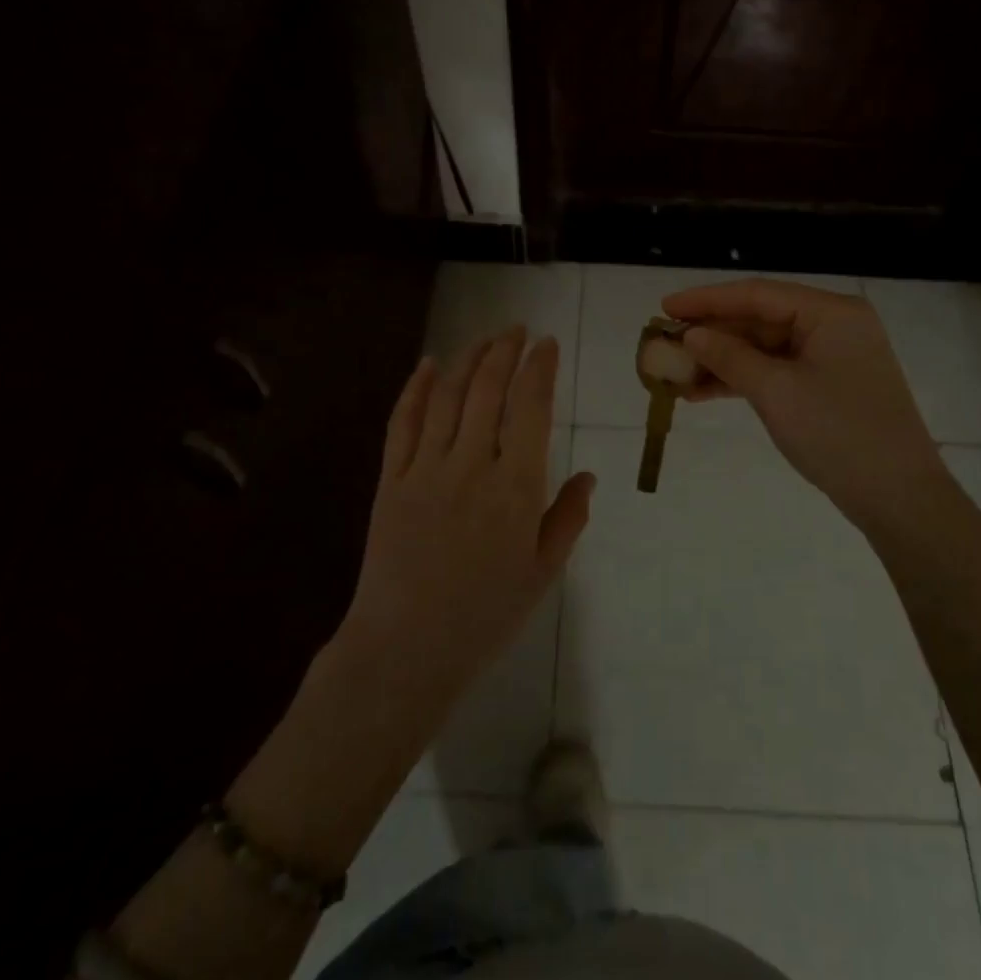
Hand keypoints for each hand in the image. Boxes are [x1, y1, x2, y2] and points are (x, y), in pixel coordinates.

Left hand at [337, 327, 596, 719]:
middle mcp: (472, 465)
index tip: (548, 344)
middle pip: (488, 389)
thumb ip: (567, 518)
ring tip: (484, 340)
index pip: (531, 408)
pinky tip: (427, 365)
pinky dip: (415, 388)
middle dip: (505, 351)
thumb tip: (589, 476)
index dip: (540, 368)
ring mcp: (426, 469)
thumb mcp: (543, 572)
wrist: (407, 648)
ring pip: (447, 396)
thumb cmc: (485, 615)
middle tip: (517, 331)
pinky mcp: (391, 479)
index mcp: (516, 487)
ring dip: (467, 359)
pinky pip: (402, 422)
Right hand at [662, 280, 944, 533]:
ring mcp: (831, 357)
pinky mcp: (826, 386)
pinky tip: (702, 392)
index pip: (758, 294)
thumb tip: (690, 335)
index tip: (664, 306)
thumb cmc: (838, 434)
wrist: (898, 498)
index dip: (706, 300)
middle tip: (664, 343)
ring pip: (764, 348)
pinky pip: (775, 371)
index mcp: (831, 313)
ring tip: (675, 373)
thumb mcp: (776, 392)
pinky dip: (741, 380)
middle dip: (711, 334)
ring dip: (721, 361)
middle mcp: (833, 325)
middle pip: (760, 319)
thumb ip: (729, 357)